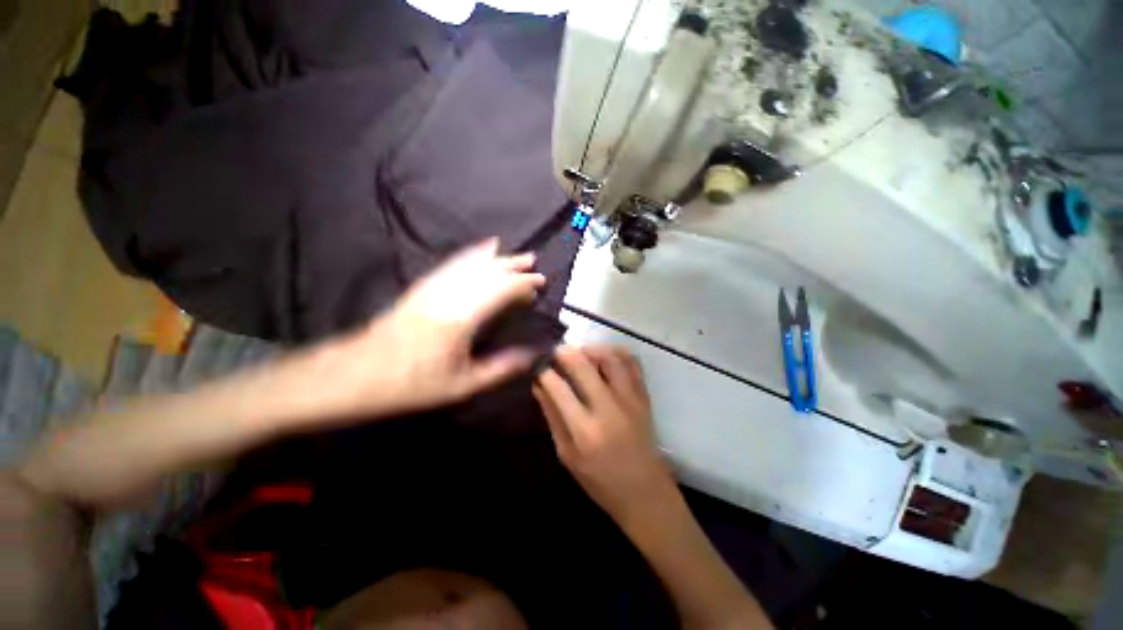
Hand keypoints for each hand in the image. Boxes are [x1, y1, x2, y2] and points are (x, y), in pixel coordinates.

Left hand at [315, 238, 545, 417]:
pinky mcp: (422, 286)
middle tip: (533, 261)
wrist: (355, 374)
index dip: (523, 283)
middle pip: (487, 271)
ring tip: (515, 253)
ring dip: (497, 258)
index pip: (501, 290)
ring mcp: (433, 287)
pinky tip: (481, 249)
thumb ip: (500, 368)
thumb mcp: (461, 385)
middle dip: (513, 265)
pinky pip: (452, 263)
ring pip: (471, 264)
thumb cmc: (410, 384)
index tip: (540, 282)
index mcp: (461, 318)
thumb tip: (531, 355)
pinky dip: (471, 254)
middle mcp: (449, 294)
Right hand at [533, 346, 674, 518]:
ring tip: (580, 354)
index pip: (559, 388)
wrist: (645, 492)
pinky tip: (605, 357)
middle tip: (555, 351)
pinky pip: (633, 363)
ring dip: (591, 349)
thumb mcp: (567, 454)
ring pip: (610, 358)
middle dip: (565, 352)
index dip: (545, 371)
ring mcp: (630, 400)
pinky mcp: (644, 397)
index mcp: (585, 431)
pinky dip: (617, 352)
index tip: (538, 365)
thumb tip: (538, 385)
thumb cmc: (600, 481)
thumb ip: (552, 416)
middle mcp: (608, 409)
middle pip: (584, 366)